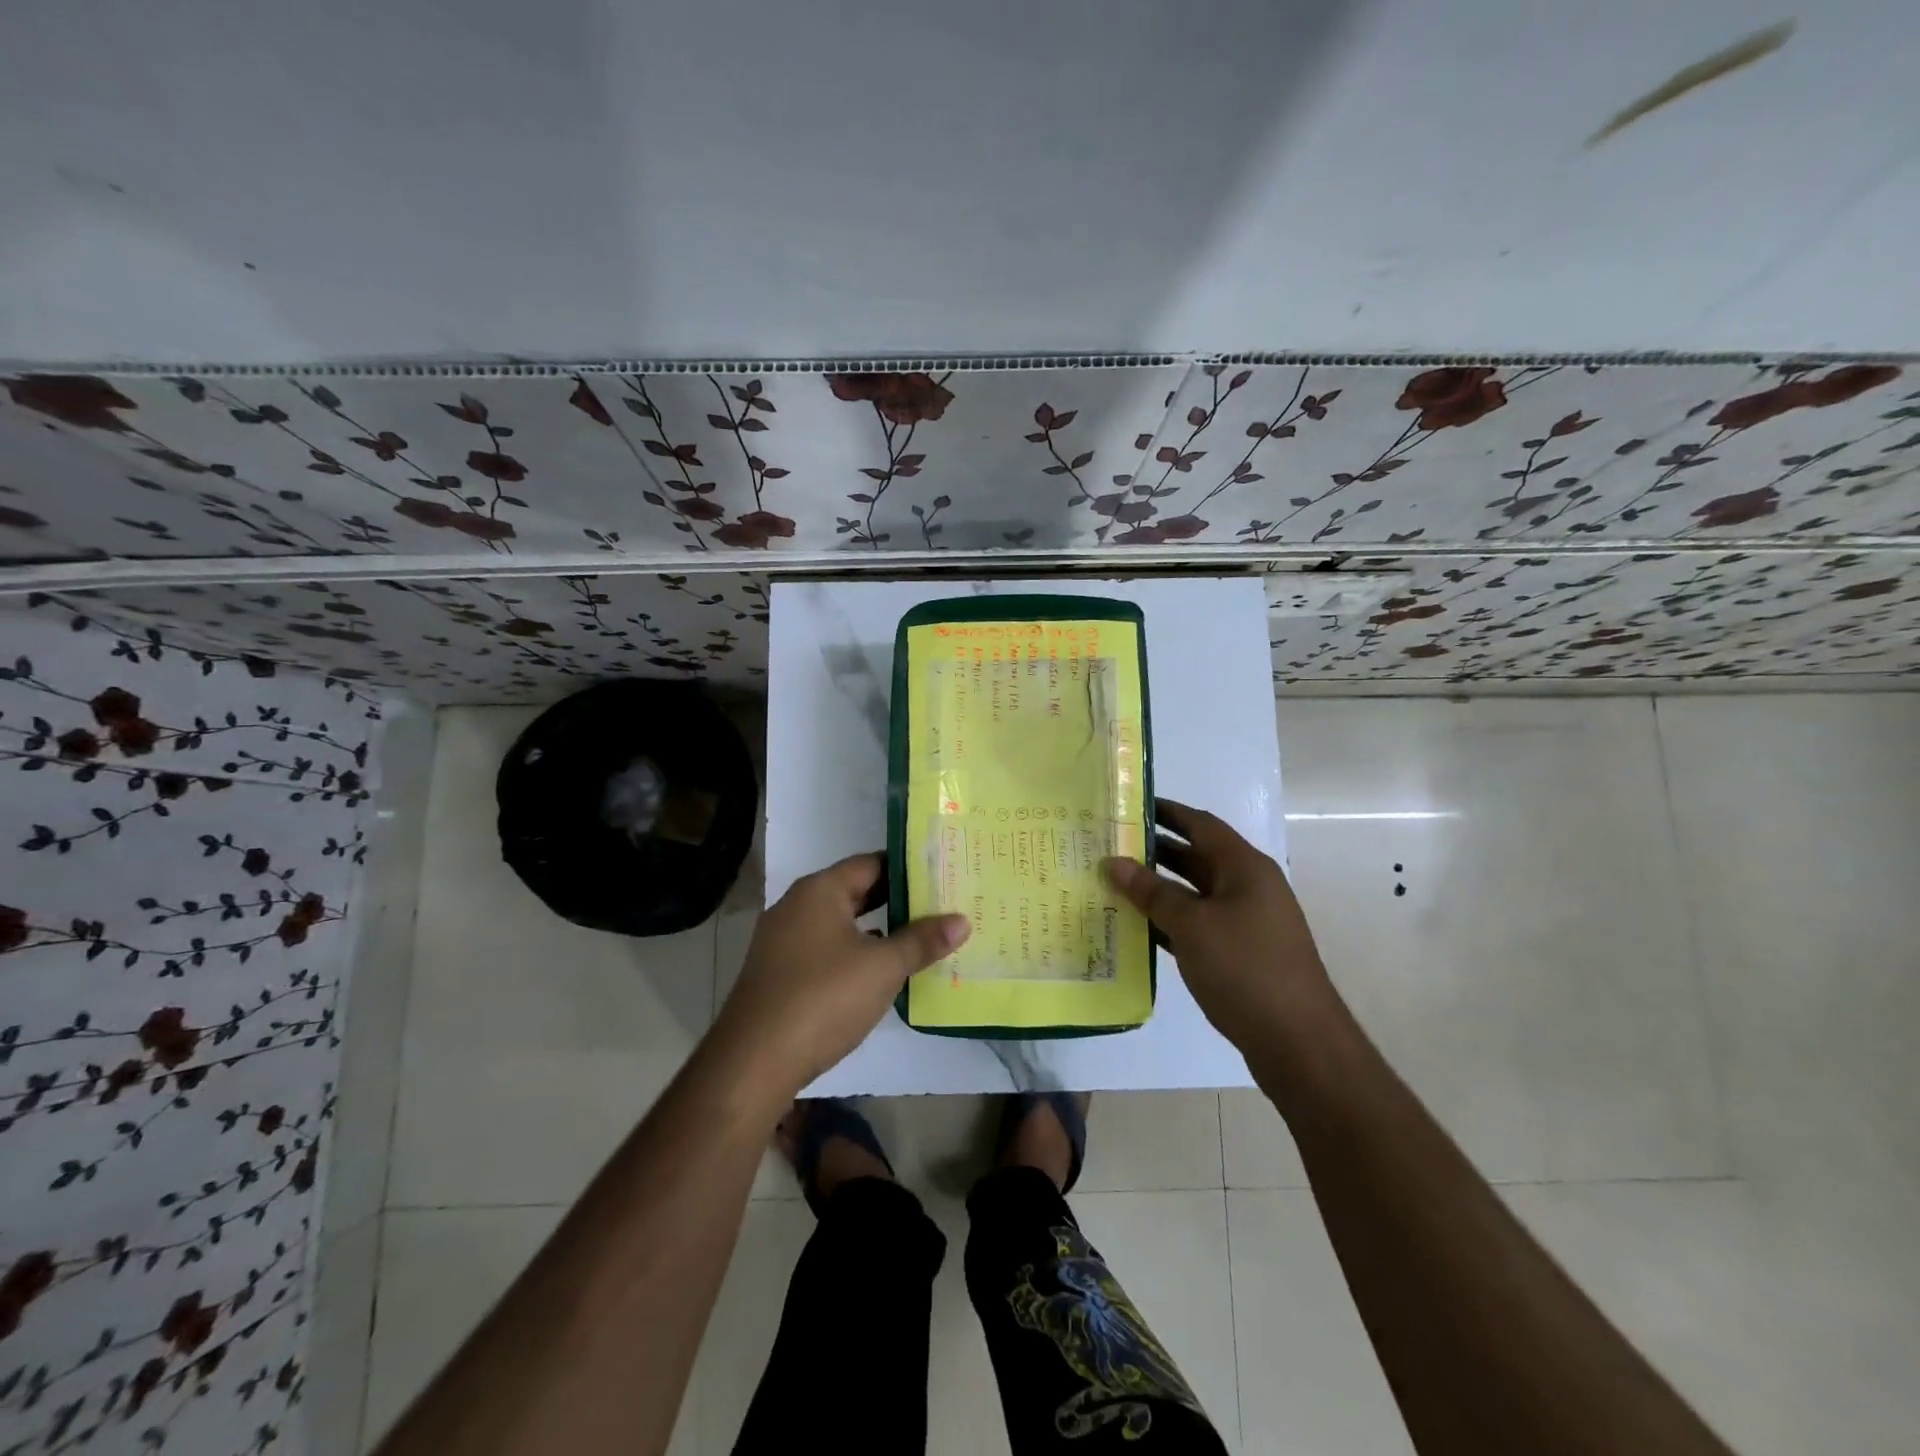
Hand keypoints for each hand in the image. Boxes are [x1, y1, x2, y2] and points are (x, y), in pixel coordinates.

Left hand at [713, 853, 968, 1102]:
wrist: (753, 1062)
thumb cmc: (823, 998)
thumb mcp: (883, 968)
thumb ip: (922, 941)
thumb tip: (961, 920)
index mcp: (819, 890)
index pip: (871, 863)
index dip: (908, 868)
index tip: (942, 875)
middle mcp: (797, 906)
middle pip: (855, 891)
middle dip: (897, 900)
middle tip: (941, 905)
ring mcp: (784, 941)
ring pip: (842, 923)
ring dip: (878, 930)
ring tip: (921, 937)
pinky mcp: (780, 973)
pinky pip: (827, 950)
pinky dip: (856, 953)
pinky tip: (882, 972)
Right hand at [1103, 799, 1340, 1059]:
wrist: (1298, 1043)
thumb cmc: (1245, 968)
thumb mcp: (1192, 925)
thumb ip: (1151, 892)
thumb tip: (1114, 863)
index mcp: (1245, 868)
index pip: (1201, 825)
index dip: (1166, 812)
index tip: (1128, 805)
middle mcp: (1248, 888)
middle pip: (1196, 858)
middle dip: (1155, 851)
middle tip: (1109, 845)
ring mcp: (1246, 923)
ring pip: (1194, 894)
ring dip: (1158, 889)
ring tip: (1113, 882)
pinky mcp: (1240, 955)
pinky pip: (1197, 926)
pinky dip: (1168, 923)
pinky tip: (1136, 927)